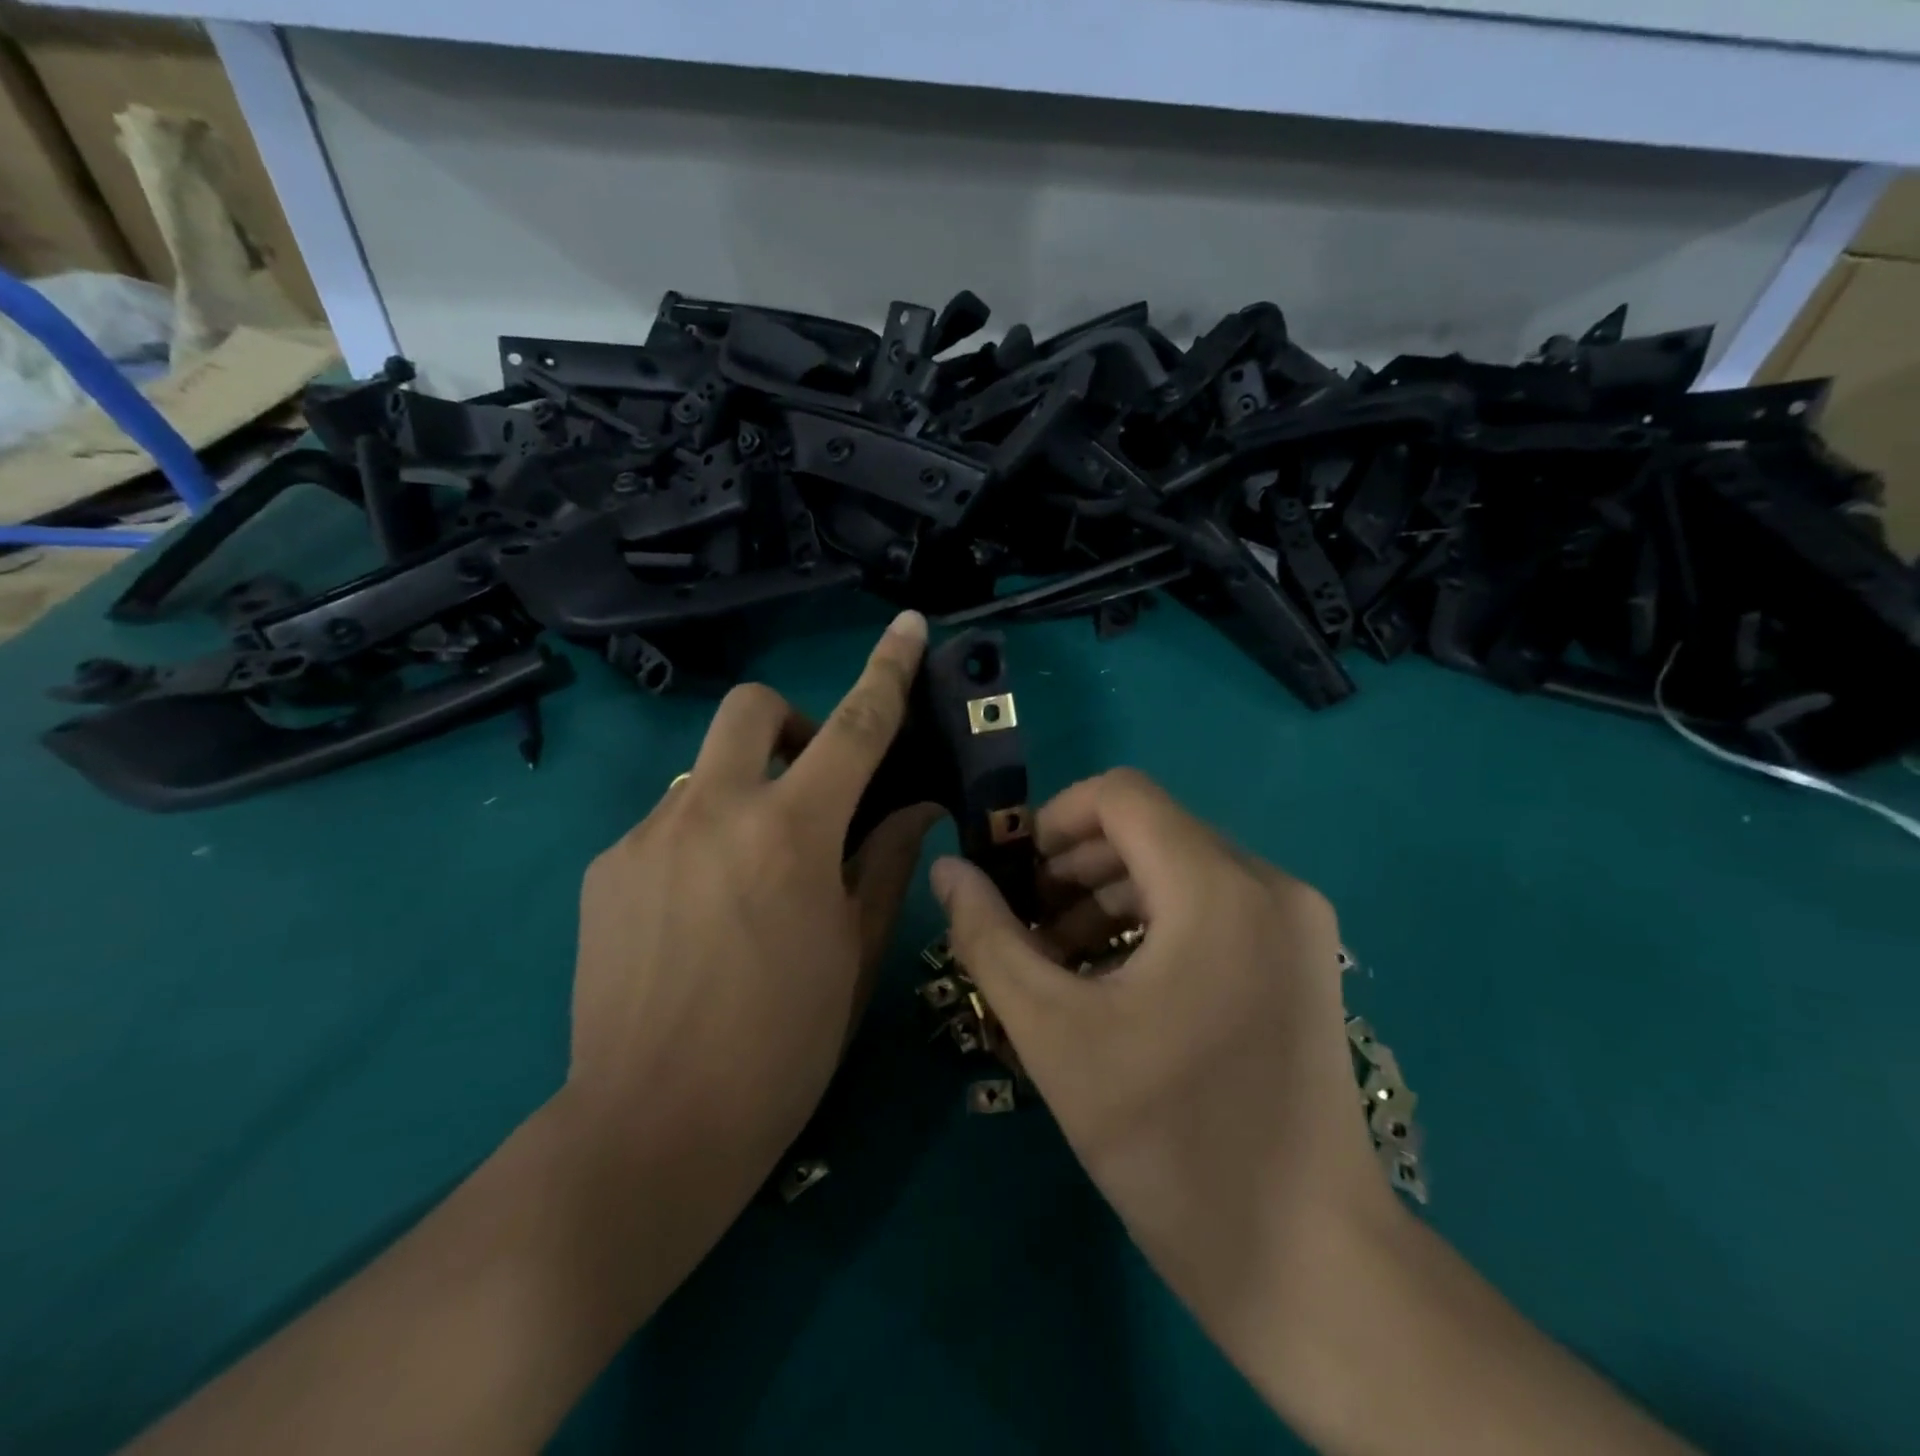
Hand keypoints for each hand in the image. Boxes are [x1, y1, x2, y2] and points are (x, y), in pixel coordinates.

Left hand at [563, 611, 940, 1222]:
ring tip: (750, 875)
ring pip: (707, 770)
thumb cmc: (782, 1046)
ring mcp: (649, 835)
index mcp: (791, 833)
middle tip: (811, 785)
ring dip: (744, 792)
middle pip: (753, 708)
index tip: (909, 624)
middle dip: (792, 723)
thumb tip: (913, 805)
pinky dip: (701, 840)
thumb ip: (884, 861)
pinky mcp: (607, 867)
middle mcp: (714, 811)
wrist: (650, 1128)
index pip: (856, 726)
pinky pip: (668, 824)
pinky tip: (698, 914)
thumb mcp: (855, 952)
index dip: (888, 669)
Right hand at [929, 769, 1396, 1365]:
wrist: (1309, 1265)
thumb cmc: (1172, 1143)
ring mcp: (1295, 922)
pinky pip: (1211, 905)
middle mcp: (1269, 883)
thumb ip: (990, 938)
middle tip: (1026, 930)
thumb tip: (947, 869)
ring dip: (1108, 898)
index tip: (1012, 879)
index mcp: (1217, 887)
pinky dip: (1152, 922)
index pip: (1122, 795)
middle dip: (1074, 867)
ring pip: (1179, 867)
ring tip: (1060, 964)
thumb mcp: (1056, 1034)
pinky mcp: (1301, 959)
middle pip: (1149, 830)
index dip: (1053, 820)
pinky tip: (1114, 984)